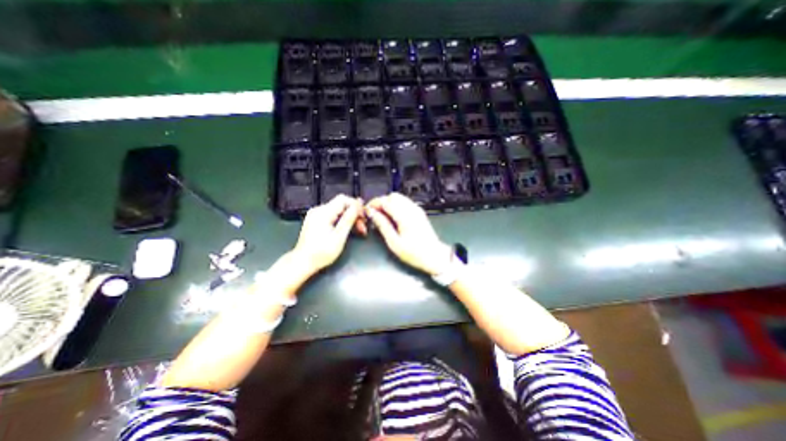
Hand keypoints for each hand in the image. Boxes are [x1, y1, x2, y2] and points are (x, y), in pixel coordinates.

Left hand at [289, 193, 363, 274]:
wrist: (302, 263)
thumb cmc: (321, 253)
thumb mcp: (339, 236)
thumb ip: (349, 219)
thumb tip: (358, 204)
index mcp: (323, 212)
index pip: (343, 199)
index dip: (356, 205)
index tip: (363, 217)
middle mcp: (318, 210)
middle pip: (341, 205)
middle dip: (354, 214)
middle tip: (362, 227)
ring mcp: (316, 215)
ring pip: (338, 211)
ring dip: (349, 219)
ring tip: (358, 230)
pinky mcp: (316, 221)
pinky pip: (332, 216)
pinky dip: (341, 221)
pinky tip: (347, 230)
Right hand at [366, 194, 450, 275]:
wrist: (434, 256)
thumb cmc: (415, 253)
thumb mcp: (394, 242)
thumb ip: (382, 225)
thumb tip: (372, 213)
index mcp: (404, 216)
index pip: (385, 201)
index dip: (374, 204)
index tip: (367, 211)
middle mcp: (411, 209)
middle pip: (392, 196)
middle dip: (381, 202)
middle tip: (374, 214)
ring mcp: (417, 210)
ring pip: (399, 198)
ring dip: (389, 203)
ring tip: (383, 216)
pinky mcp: (419, 212)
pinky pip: (405, 202)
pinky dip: (396, 206)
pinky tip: (393, 217)